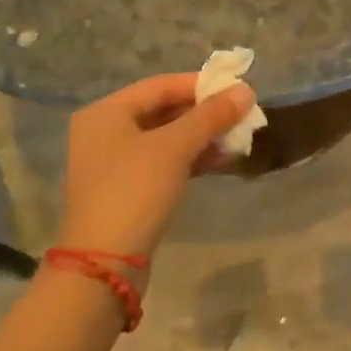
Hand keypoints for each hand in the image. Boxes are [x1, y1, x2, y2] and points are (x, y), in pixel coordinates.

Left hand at [57, 74, 256, 260]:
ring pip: (166, 139)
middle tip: (241, 115)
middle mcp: (105, 132)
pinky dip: (190, 159)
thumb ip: (211, 116)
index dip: (200, 85)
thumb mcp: (175, 148)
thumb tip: (246, 90)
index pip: (161, 85)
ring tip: (238, 138)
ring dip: (202, 137)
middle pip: (163, 111)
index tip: (236, 89)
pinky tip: (221, 161)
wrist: (104, 265)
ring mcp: (113, 164)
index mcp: (106, 112)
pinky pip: (163, 162)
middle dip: (204, 114)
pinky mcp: (126, 190)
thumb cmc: (135, 191)